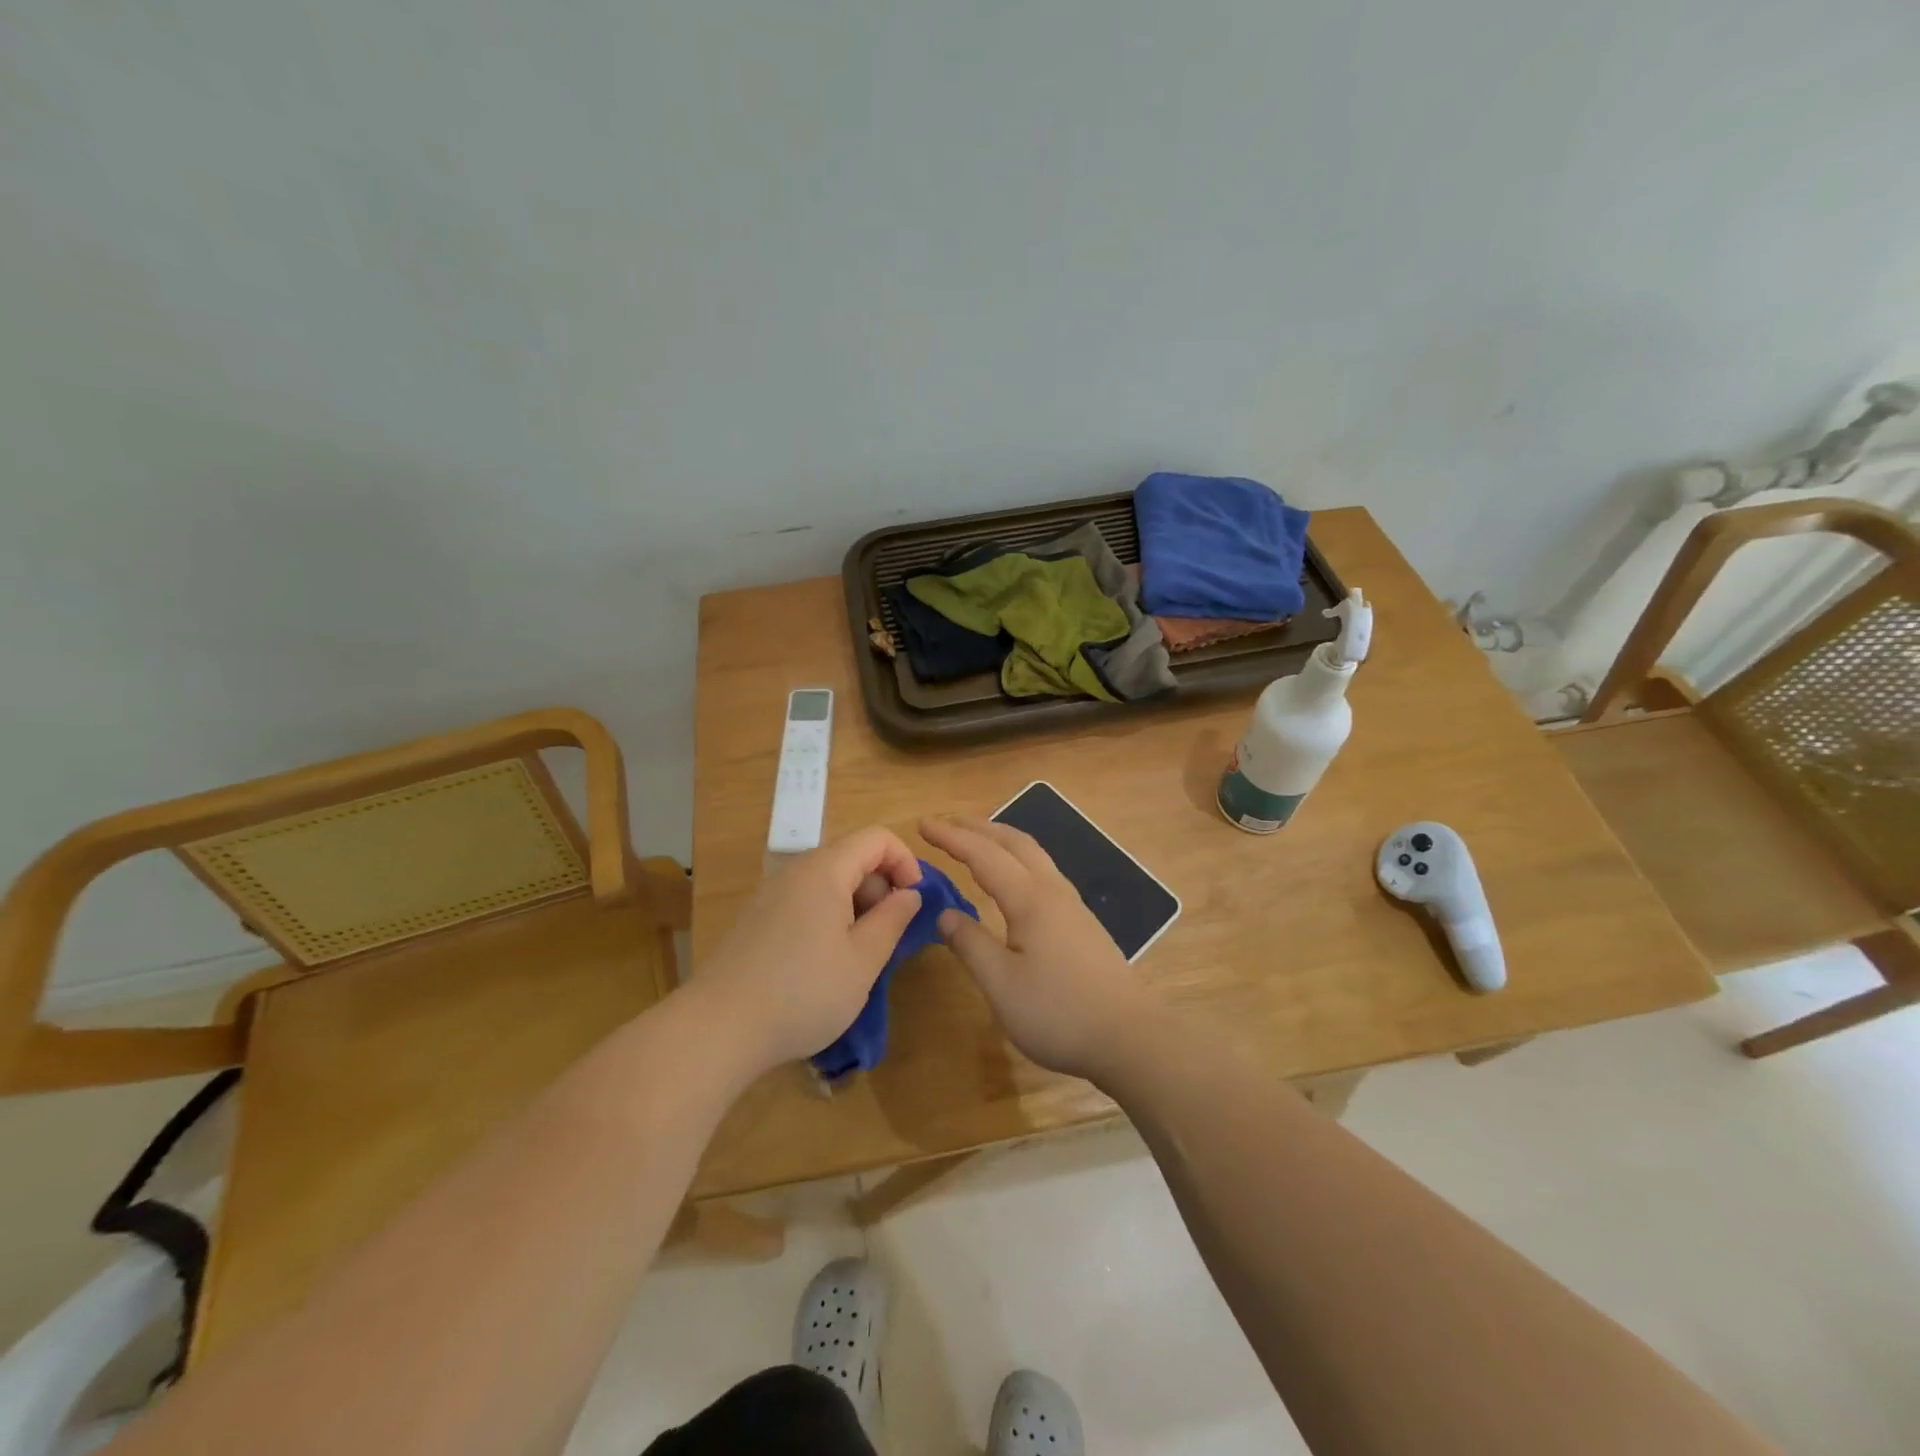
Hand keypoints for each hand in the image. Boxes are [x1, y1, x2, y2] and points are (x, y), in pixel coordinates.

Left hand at [698, 827, 923, 1071]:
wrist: (719, 1028)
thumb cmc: (803, 992)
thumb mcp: (863, 961)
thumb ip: (893, 920)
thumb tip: (909, 894)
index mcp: (825, 870)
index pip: (876, 838)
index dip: (905, 861)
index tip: (914, 901)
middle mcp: (796, 870)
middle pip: (852, 857)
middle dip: (882, 887)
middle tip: (889, 936)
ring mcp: (772, 893)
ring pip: (829, 881)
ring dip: (856, 906)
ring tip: (860, 954)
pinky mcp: (757, 918)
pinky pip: (806, 900)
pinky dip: (829, 917)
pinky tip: (826, 962)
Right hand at [920, 815, 1156, 1081]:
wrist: (1129, 1037)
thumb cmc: (1059, 1012)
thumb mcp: (1001, 984)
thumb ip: (970, 944)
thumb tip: (945, 914)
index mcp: (1030, 899)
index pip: (983, 855)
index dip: (951, 837)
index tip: (922, 823)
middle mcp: (1053, 890)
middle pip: (1014, 842)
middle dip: (978, 828)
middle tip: (946, 824)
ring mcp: (1073, 905)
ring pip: (1033, 855)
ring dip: (1001, 840)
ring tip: (976, 842)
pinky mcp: (1082, 923)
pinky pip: (1043, 872)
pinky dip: (1018, 859)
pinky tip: (1013, 881)